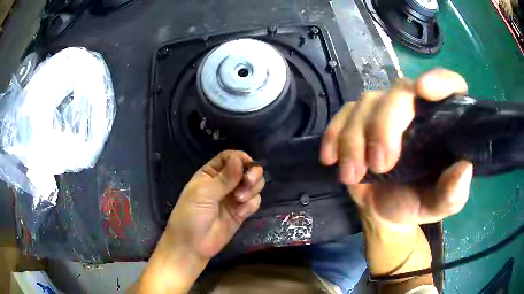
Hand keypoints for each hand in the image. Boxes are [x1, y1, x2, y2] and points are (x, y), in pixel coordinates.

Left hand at [167, 150, 264, 260]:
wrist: (192, 246)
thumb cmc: (190, 216)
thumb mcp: (204, 194)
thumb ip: (224, 178)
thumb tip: (239, 158)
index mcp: (210, 174)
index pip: (229, 158)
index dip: (241, 159)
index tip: (248, 166)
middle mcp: (224, 183)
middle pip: (246, 169)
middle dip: (251, 174)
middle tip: (247, 183)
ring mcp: (234, 198)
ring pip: (253, 185)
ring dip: (251, 189)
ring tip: (240, 200)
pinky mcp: (241, 212)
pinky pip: (254, 201)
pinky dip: (251, 204)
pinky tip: (241, 213)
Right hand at [320, 69, 472, 229]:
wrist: (386, 211)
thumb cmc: (418, 202)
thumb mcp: (440, 205)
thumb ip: (453, 193)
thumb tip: (464, 169)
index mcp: (443, 122)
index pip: (450, 85)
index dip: (439, 81)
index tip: (424, 91)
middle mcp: (416, 108)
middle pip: (400, 92)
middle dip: (386, 125)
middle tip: (380, 164)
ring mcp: (385, 112)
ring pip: (367, 102)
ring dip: (356, 138)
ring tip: (353, 175)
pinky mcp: (358, 121)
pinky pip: (343, 114)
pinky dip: (334, 135)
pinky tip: (332, 159)